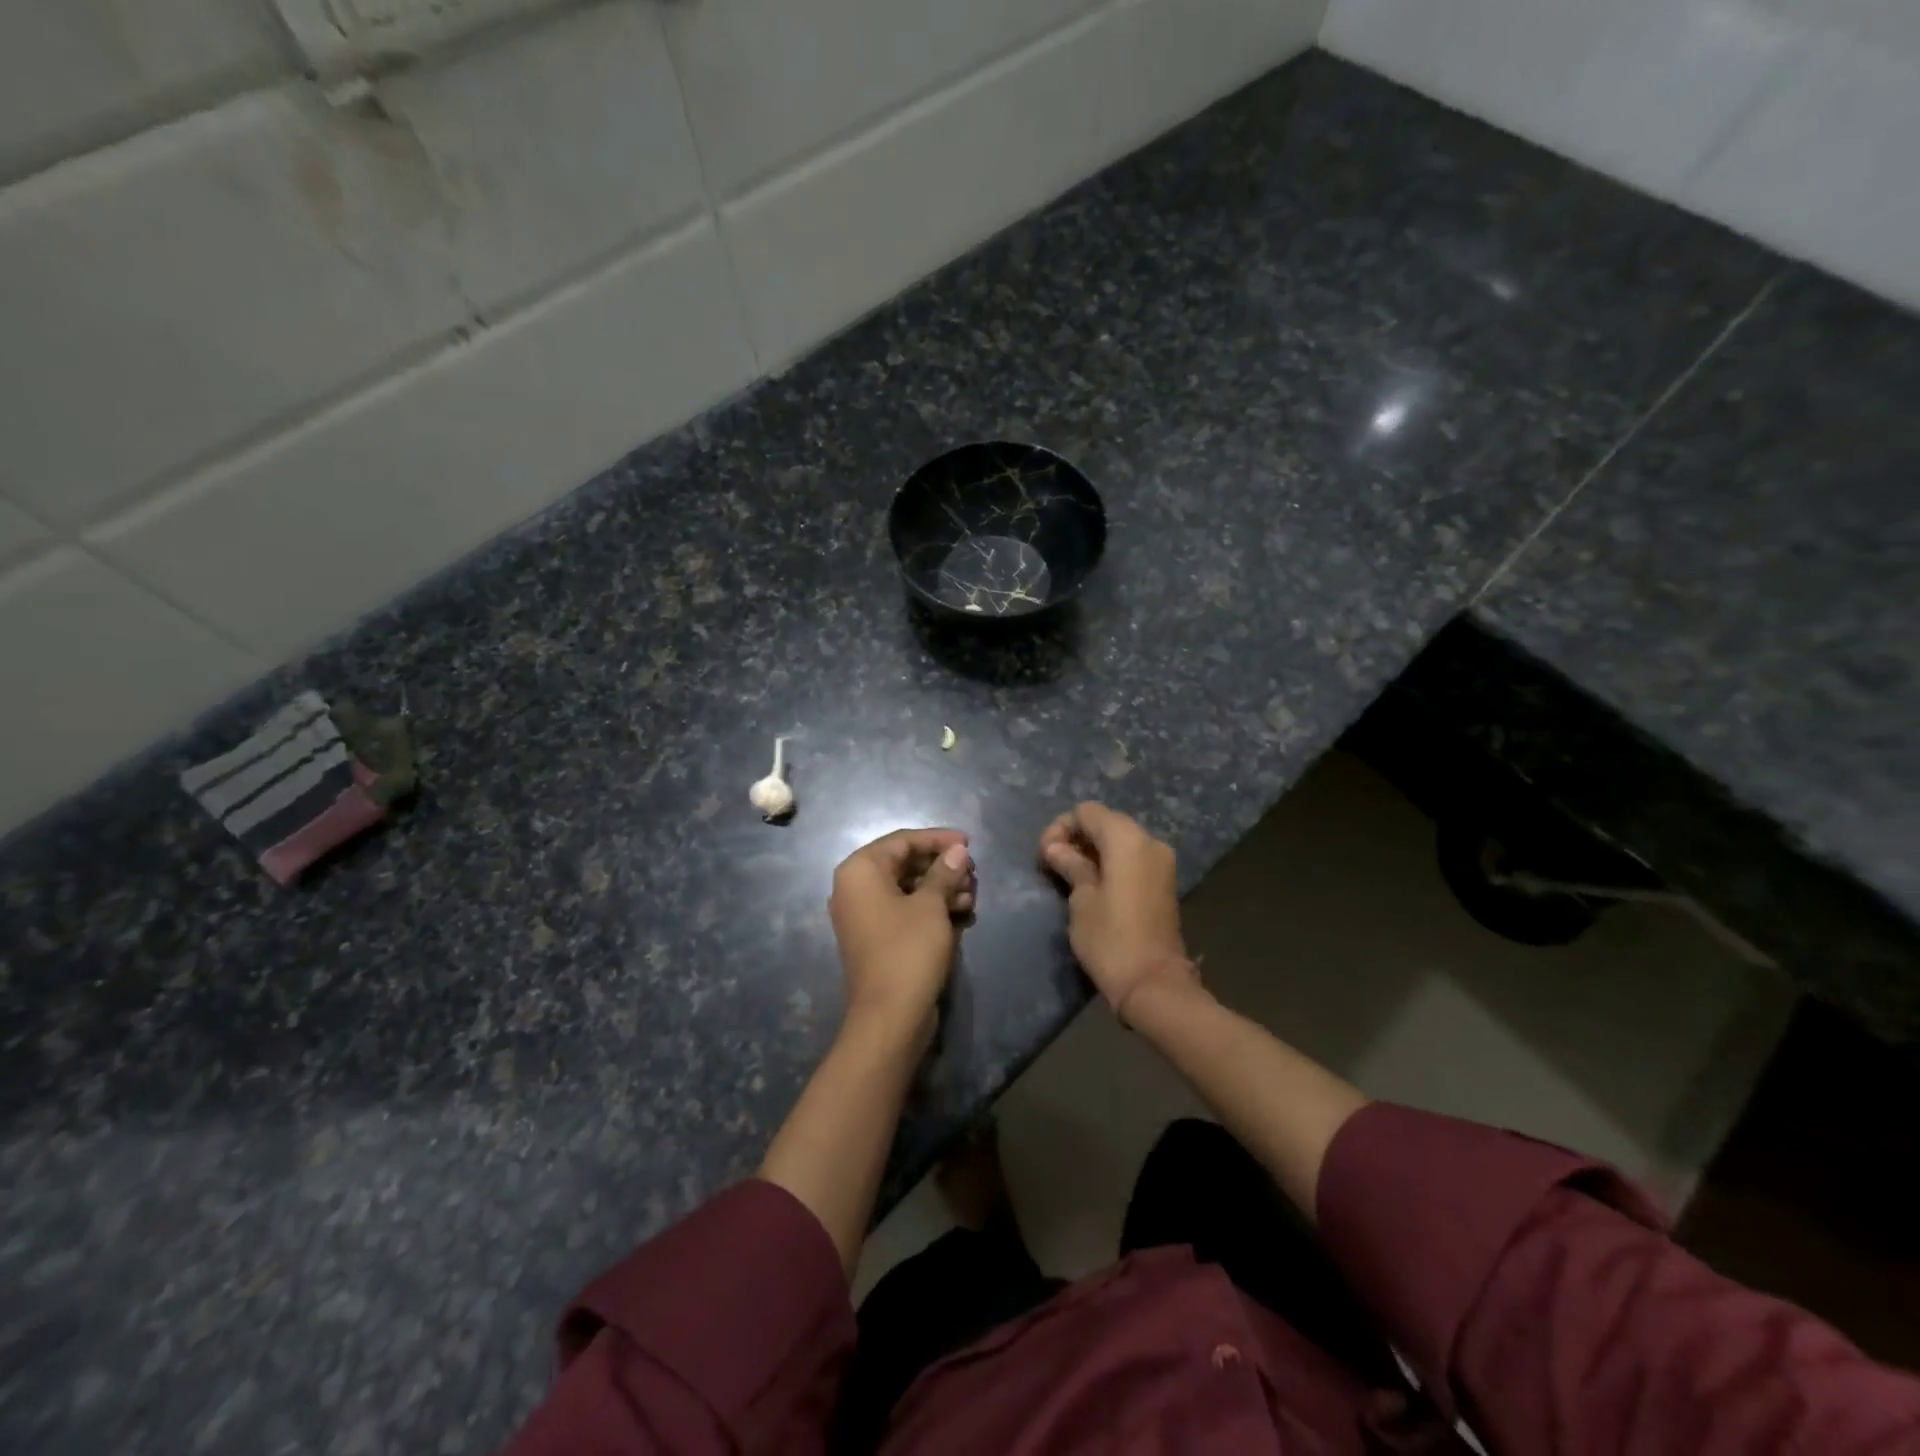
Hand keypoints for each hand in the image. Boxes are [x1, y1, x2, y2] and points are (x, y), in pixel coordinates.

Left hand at [829, 828, 976, 1040]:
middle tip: (973, 874)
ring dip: (941, 888)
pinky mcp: (877, 938)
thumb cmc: (908, 950)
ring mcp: (864, 915)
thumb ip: (944, 872)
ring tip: (972, 897)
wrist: (889, 1017)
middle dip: (942, 867)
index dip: (938, 839)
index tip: (969, 843)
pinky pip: (905, 911)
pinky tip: (962, 914)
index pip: (902, 840)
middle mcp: (855, 888)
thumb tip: (958, 850)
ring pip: (908, 888)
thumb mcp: (931, 905)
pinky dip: (931, 908)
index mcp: (860, 871)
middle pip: (905, 863)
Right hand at [1040, 803, 1196, 1017]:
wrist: (1153, 984)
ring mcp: (1161, 862)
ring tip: (1069, 876)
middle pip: (1106, 822)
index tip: (1046, 855)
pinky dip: (1111, 863)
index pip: (1088, 812)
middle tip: (1053, 864)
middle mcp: (1149, 842)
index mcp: (1128, 840)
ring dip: (1093, 851)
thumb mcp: (1081, 899)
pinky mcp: (1163, 882)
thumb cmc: (1110, 939)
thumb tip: (1055, 848)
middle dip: (1077, 837)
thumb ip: (1070, 865)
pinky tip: (1093, 885)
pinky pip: (1132, 858)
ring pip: (1119, 840)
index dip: (1062, 827)